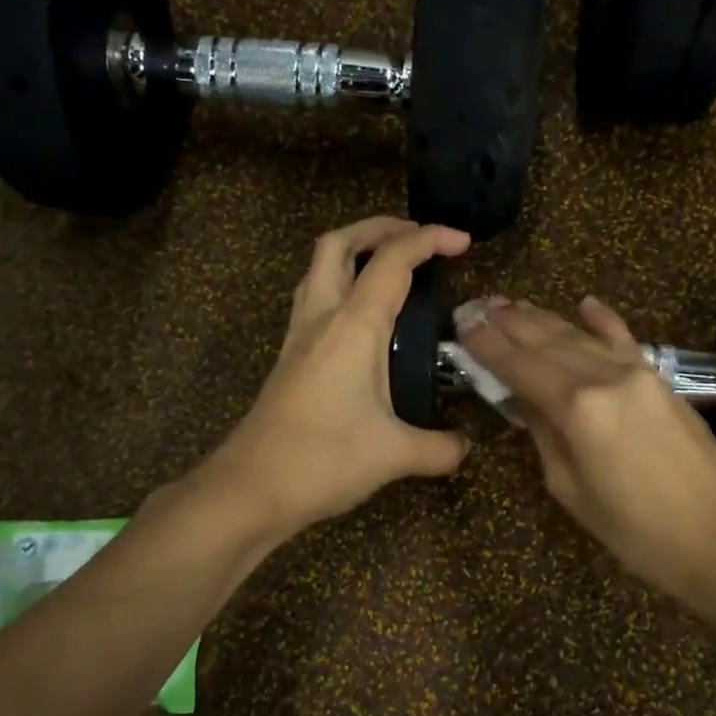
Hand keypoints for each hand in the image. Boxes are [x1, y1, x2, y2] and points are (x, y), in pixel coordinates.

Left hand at [208, 216, 472, 536]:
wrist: (250, 488)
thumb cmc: (323, 460)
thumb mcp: (394, 455)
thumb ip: (439, 448)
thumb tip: (465, 447)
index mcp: (353, 326)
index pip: (393, 260)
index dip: (429, 239)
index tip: (462, 242)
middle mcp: (321, 318)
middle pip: (339, 243)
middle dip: (379, 228)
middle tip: (415, 238)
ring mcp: (298, 336)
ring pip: (318, 268)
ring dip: (353, 252)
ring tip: (388, 266)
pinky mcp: (289, 357)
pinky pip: (312, 298)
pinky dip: (339, 285)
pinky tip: (361, 318)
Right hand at [457, 296, 715, 602]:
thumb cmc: (636, 531)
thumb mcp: (571, 490)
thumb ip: (543, 434)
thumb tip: (522, 400)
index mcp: (577, 408)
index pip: (519, 365)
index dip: (487, 345)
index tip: (461, 326)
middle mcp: (605, 376)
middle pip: (547, 340)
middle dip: (508, 322)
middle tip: (477, 307)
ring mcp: (638, 372)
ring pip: (580, 334)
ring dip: (543, 317)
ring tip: (511, 304)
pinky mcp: (661, 379)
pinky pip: (624, 339)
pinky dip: (602, 320)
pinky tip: (585, 302)